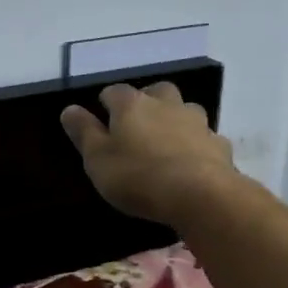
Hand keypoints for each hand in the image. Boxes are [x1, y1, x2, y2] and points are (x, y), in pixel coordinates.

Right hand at [60, 82, 238, 224]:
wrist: (200, 195)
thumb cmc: (137, 176)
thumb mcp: (97, 159)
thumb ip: (84, 132)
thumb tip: (69, 109)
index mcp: (132, 105)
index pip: (114, 92)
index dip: (106, 103)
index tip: (101, 118)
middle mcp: (166, 104)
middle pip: (156, 92)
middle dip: (146, 102)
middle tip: (137, 125)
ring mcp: (196, 123)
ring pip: (184, 111)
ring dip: (175, 120)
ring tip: (166, 142)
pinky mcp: (218, 145)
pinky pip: (204, 138)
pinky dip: (196, 145)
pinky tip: (191, 163)